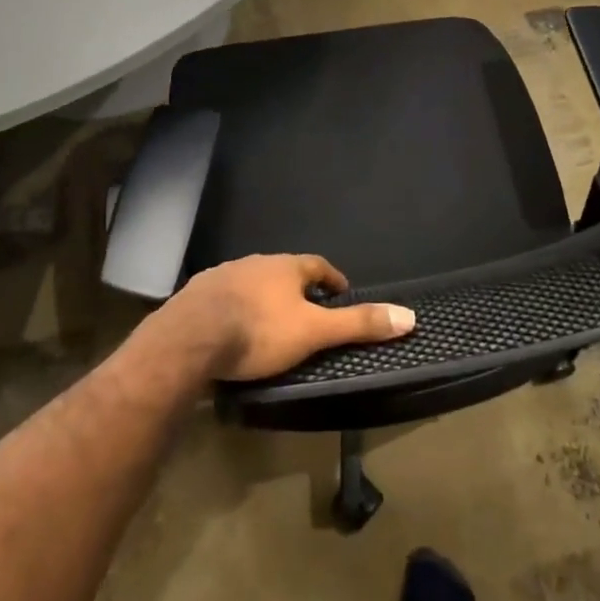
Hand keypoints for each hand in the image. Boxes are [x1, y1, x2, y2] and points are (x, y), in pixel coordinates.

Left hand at [158, 254, 415, 382]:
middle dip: (297, 287)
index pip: (317, 265)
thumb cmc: (259, 331)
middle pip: (283, 271)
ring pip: (252, 280)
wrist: (190, 338)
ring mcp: (222, 275)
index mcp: (285, 267)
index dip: (331, 278)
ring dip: (264, 295)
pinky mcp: (197, 294)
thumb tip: (408, 316)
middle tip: (307, 309)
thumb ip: (357, 324)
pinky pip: (224, 295)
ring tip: (271, 319)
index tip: (340, 292)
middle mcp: (254, 262)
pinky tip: (232, 325)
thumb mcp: (314, 332)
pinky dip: (235, 306)